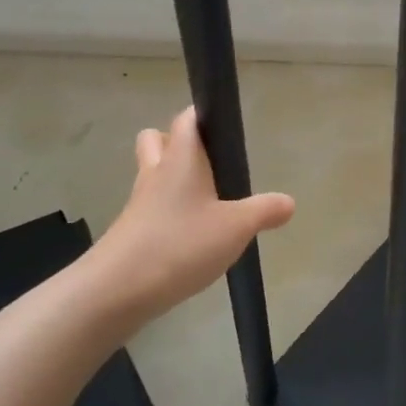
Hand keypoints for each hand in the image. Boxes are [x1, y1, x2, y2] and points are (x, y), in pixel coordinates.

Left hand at [88, 108, 294, 329]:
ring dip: (173, 180)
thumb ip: (264, 211)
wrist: (117, 290)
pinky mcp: (131, 232)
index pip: (187, 119)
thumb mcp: (235, 228)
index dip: (204, 115)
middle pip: (158, 139)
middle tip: (210, 166)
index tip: (225, 127)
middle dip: (179, 144)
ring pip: (153, 175)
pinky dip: (168, 214)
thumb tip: (288, 201)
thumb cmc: (180, 244)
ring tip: (206, 204)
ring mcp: (139, 203)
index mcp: (181, 159)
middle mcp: (156, 173)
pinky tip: (190, 238)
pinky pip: (150, 209)